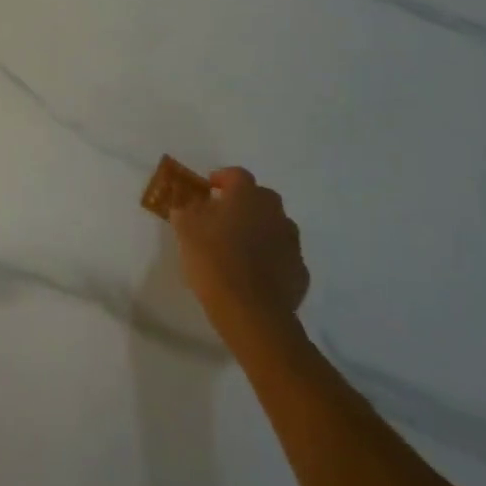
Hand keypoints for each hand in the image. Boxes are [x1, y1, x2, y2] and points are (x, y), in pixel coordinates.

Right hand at [170, 167, 309, 344]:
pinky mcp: (299, 271)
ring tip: (239, 246)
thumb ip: (185, 209)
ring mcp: (291, 243)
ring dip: (259, 229)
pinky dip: (270, 257)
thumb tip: (186, 202)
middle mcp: (275, 213)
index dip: (222, 178)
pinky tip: (254, 273)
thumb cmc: (213, 259)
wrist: (251, 311)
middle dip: (244, 203)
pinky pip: (282, 255)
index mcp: (247, 196)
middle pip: (261, 198)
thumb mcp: (185, 228)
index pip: (237, 174)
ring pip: (275, 226)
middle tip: (223, 216)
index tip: (209, 187)